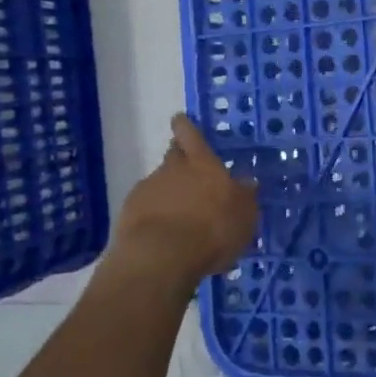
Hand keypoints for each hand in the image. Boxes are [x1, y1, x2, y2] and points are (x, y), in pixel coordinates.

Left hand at [107, 115, 258, 290]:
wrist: (161, 257)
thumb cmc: (212, 230)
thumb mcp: (244, 215)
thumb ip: (244, 196)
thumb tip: (247, 182)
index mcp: (203, 164)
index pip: (192, 135)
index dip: (186, 126)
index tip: (179, 119)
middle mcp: (173, 169)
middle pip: (173, 154)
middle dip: (178, 157)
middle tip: (187, 170)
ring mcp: (148, 189)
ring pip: (159, 182)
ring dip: (167, 192)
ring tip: (177, 214)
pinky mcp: (129, 213)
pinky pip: (144, 206)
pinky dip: (152, 213)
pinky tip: (161, 231)